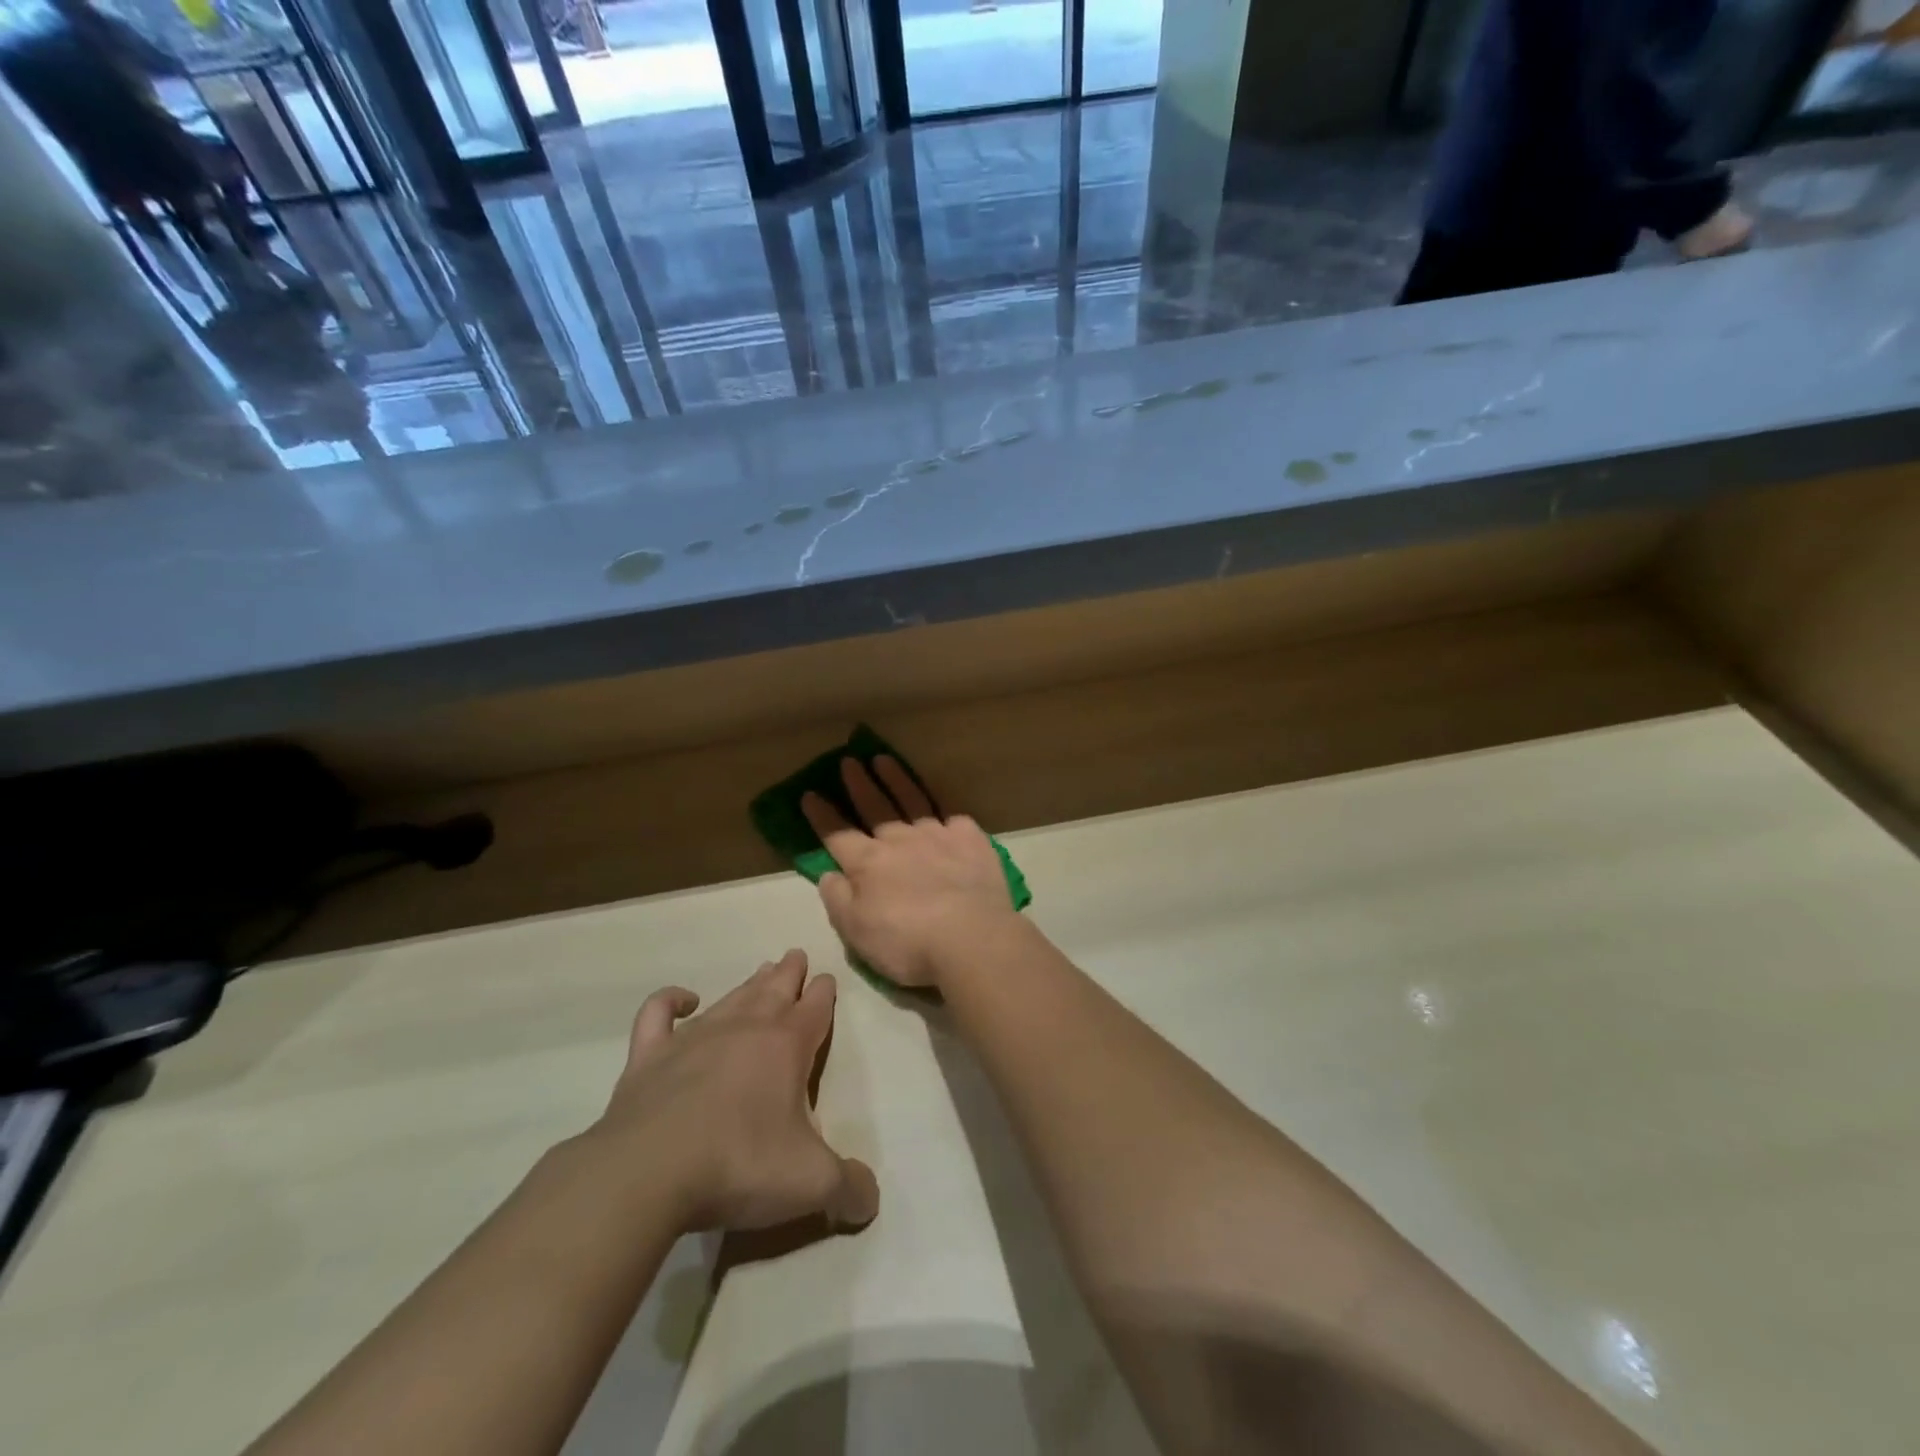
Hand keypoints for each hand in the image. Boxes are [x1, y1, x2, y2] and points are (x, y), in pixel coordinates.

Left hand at [590, 950, 878, 1232]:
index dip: (824, 994)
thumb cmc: (740, 1165)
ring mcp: (694, 1037)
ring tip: (762, 970)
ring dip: (750, 983)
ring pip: (731, 997)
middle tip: (796, 955)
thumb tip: (871, 1201)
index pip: (814, 1008)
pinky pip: (660, 1013)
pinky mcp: (650, 1055)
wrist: (649, 1172)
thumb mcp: (810, 1183)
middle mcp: (745, 1028)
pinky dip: (670, 1000)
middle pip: (775, 989)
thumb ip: (849, 1188)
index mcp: (787, 1046)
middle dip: (790, 973)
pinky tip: (683, 1000)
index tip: (827, 979)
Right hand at [802, 757, 1019, 989]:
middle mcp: (900, 840)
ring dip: (896, 779)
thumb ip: (838, 900)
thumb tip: (828, 874)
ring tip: (884, 760)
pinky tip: (943, 808)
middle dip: (859, 784)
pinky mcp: (970, 839)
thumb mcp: (857, 932)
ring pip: (912, 799)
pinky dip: (945, 811)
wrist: (971, 938)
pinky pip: (954, 817)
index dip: (821, 815)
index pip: (837, 834)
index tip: (810, 794)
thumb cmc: (907, 943)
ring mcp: (937, 835)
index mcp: (868, 863)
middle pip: (875, 806)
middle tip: (849, 761)